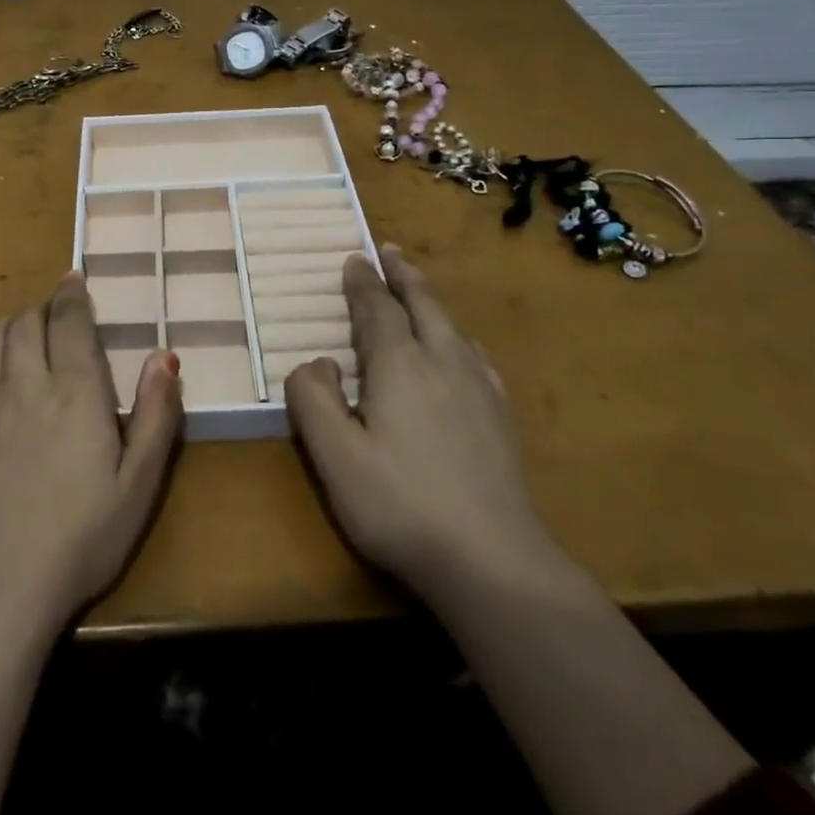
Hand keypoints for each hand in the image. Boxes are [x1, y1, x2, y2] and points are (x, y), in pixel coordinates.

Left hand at [0, 271, 183, 633]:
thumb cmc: (80, 539)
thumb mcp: (139, 485)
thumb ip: (156, 415)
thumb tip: (165, 355)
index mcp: (76, 392)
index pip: (71, 322)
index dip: (73, 295)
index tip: (75, 279)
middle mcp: (27, 383)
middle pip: (29, 321)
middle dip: (45, 306)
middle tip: (58, 310)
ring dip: (14, 321)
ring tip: (27, 325)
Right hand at [284, 243, 542, 592]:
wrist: (495, 562)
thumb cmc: (401, 505)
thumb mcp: (334, 456)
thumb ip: (313, 400)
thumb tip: (318, 363)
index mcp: (400, 366)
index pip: (378, 310)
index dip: (363, 283)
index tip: (354, 258)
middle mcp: (443, 363)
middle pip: (423, 305)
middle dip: (403, 276)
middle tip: (390, 251)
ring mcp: (480, 390)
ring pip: (452, 327)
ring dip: (430, 301)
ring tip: (419, 291)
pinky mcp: (501, 418)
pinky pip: (476, 356)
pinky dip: (458, 337)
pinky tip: (463, 351)